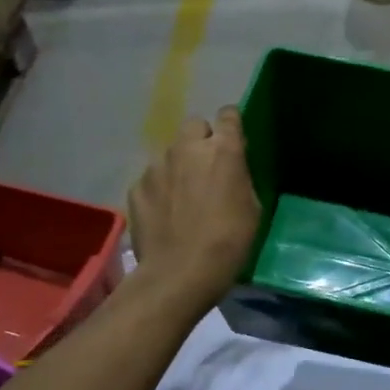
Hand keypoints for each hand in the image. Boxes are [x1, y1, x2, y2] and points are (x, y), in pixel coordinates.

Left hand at [128, 107, 260, 309]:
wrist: (180, 273)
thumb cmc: (229, 242)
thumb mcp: (252, 208)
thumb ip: (240, 178)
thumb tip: (232, 169)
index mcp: (223, 151)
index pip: (229, 115)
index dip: (232, 124)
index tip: (234, 139)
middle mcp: (187, 148)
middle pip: (195, 125)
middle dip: (202, 140)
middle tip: (208, 167)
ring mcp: (157, 166)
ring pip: (171, 152)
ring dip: (179, 165)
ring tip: (183, 196)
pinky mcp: (136, 186)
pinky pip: (152, 178)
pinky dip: (159, 189)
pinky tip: (165, 213)